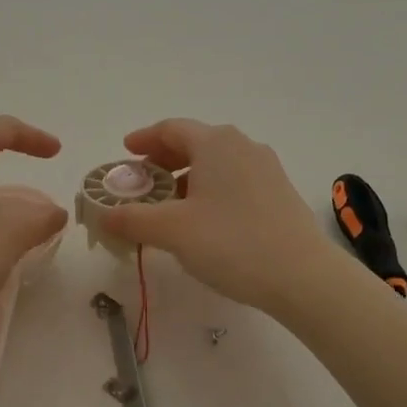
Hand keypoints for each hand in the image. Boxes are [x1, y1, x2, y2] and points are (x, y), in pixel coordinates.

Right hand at [98, 119, 336, 314]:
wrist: (304, 277)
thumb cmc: (232, 242)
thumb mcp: (172, 231)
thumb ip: (132, 219)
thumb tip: (103, 216)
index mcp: (215, 143)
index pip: (171, 129)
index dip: (144, 139)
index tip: (125, 151)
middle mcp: (242, 146)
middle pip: (194, 143)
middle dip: (164, 159)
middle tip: (142, 181)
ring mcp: (266, 169)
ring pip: (216, 163)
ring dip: (187, 177)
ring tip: (170, 204)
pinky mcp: (279, 193)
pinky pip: (235, 180)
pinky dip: (211, 189)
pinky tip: (204, 219)